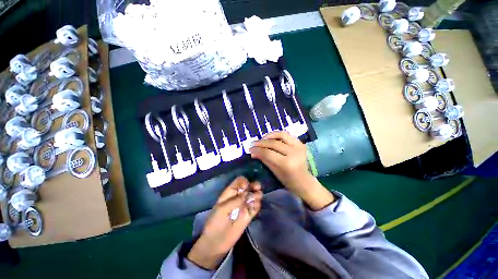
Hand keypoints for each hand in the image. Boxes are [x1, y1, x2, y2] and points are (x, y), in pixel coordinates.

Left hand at [188, 177, 262, 269]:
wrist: (216, 241)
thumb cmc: (215, 222)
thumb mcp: (222, 209)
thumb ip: (235, 201)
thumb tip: (247, 194)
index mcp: (230, 192)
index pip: (239, 181)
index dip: (243, 181)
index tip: (245, 187)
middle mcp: (239, 197)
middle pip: (249, 187)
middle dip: (254, 185)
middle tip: (257, 188)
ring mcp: (244, 206)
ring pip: (254, 196)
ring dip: (257, 194)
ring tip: (258, 197)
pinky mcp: (249, 215)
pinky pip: (255, 207)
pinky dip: (257, 205)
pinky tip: (256, 206)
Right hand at [250, 131, 334, 210]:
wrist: (304, 180)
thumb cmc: (288, 180)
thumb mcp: (274, 171)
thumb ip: (264, 159)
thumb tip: (252, 152)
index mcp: (287, 163)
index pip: (268, 153)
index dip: (258, 150)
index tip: (250, 149)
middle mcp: (293, 152)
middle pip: (273, 143)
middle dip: (261, 143)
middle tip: (253, 144)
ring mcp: (298, 146)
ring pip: (281, 135)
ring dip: (269, 135)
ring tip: (262, 139)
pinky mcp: (300, 143)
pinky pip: (287, 135)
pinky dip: (278, 134)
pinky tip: (271, 138)